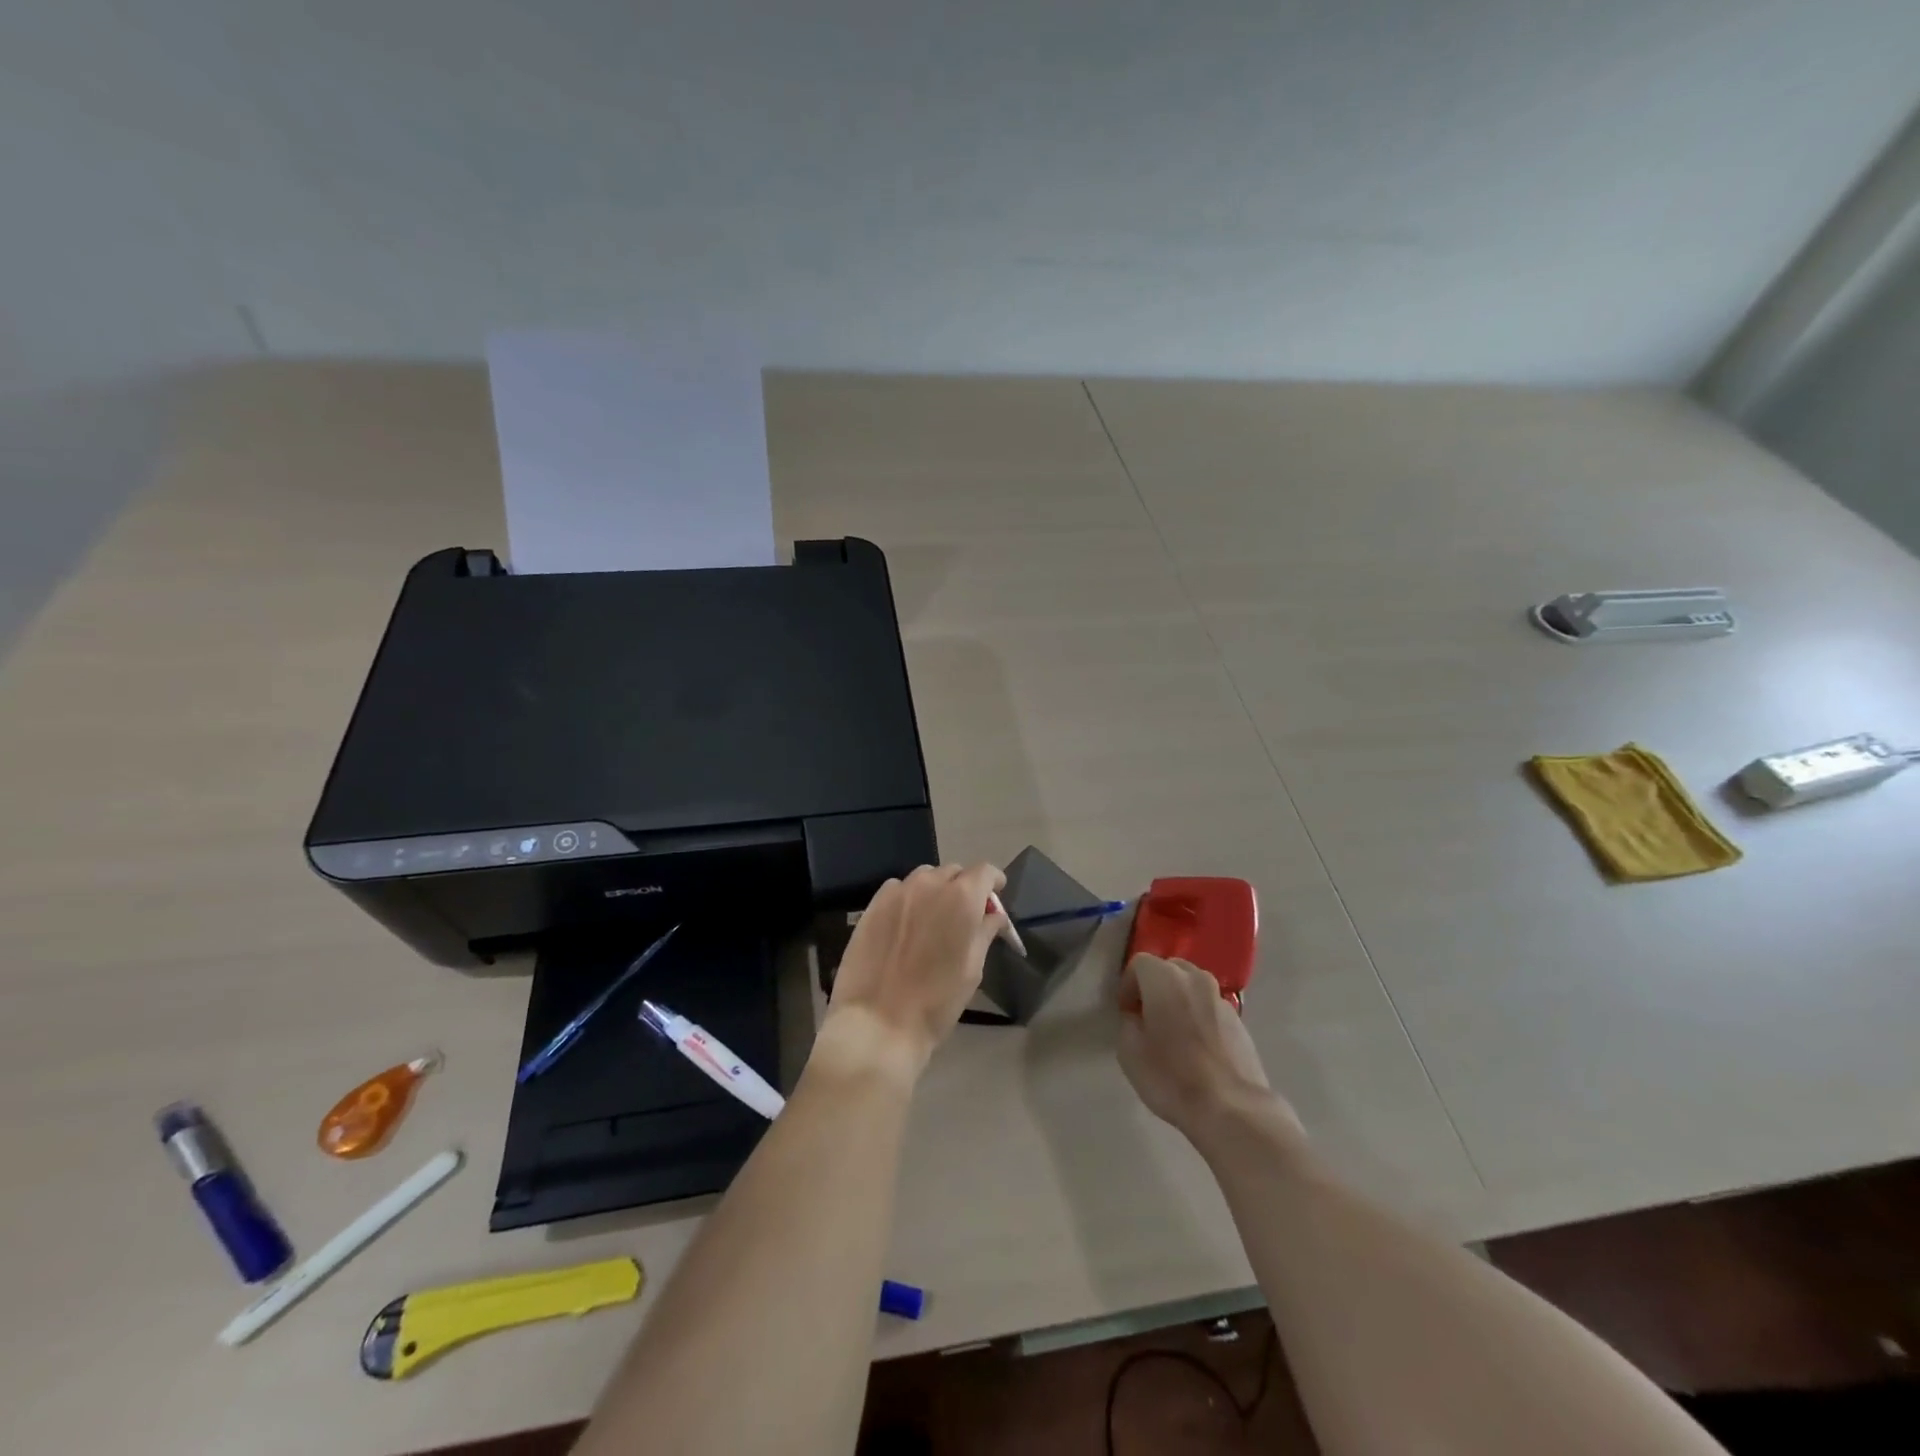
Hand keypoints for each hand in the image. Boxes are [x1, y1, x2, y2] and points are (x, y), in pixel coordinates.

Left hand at [817, 863, 1007, 1084]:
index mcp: (962, 898)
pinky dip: (908, 898)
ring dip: (935, 890)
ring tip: (932, 920)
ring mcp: (898, 892)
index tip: (993, 898)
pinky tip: (905, 925)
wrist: (879, 1022)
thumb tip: (993, 915)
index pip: (985, 871)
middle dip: (964, 887)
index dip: (993, 882)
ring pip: (925, 877)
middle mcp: (930, 884)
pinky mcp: (873, 904)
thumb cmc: (937, 1001)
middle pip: (954, 872)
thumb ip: (984, 932)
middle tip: (963, 916)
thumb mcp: (973, 969)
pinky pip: (898, 889)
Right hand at [1117, 954, 1293, 1146]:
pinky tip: (1197, 1048)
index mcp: (1165, 979)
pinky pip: (1210, 1008)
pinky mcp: (1239, 1021)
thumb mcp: (1129, 1052)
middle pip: (1169, 968)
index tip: (1126, 1012)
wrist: (1232, 1108)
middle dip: (1154, 987)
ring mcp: (1221, 999)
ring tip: (1173, 1033)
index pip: (1139, 963)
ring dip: (1178, 1000)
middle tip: (1147, 1018)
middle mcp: (1195, 979)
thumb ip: (1128, 1023)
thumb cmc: (1172, 1077)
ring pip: (1192, 987)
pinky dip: (1199, 1017)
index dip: (1127, 985)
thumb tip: (1138, 1018)